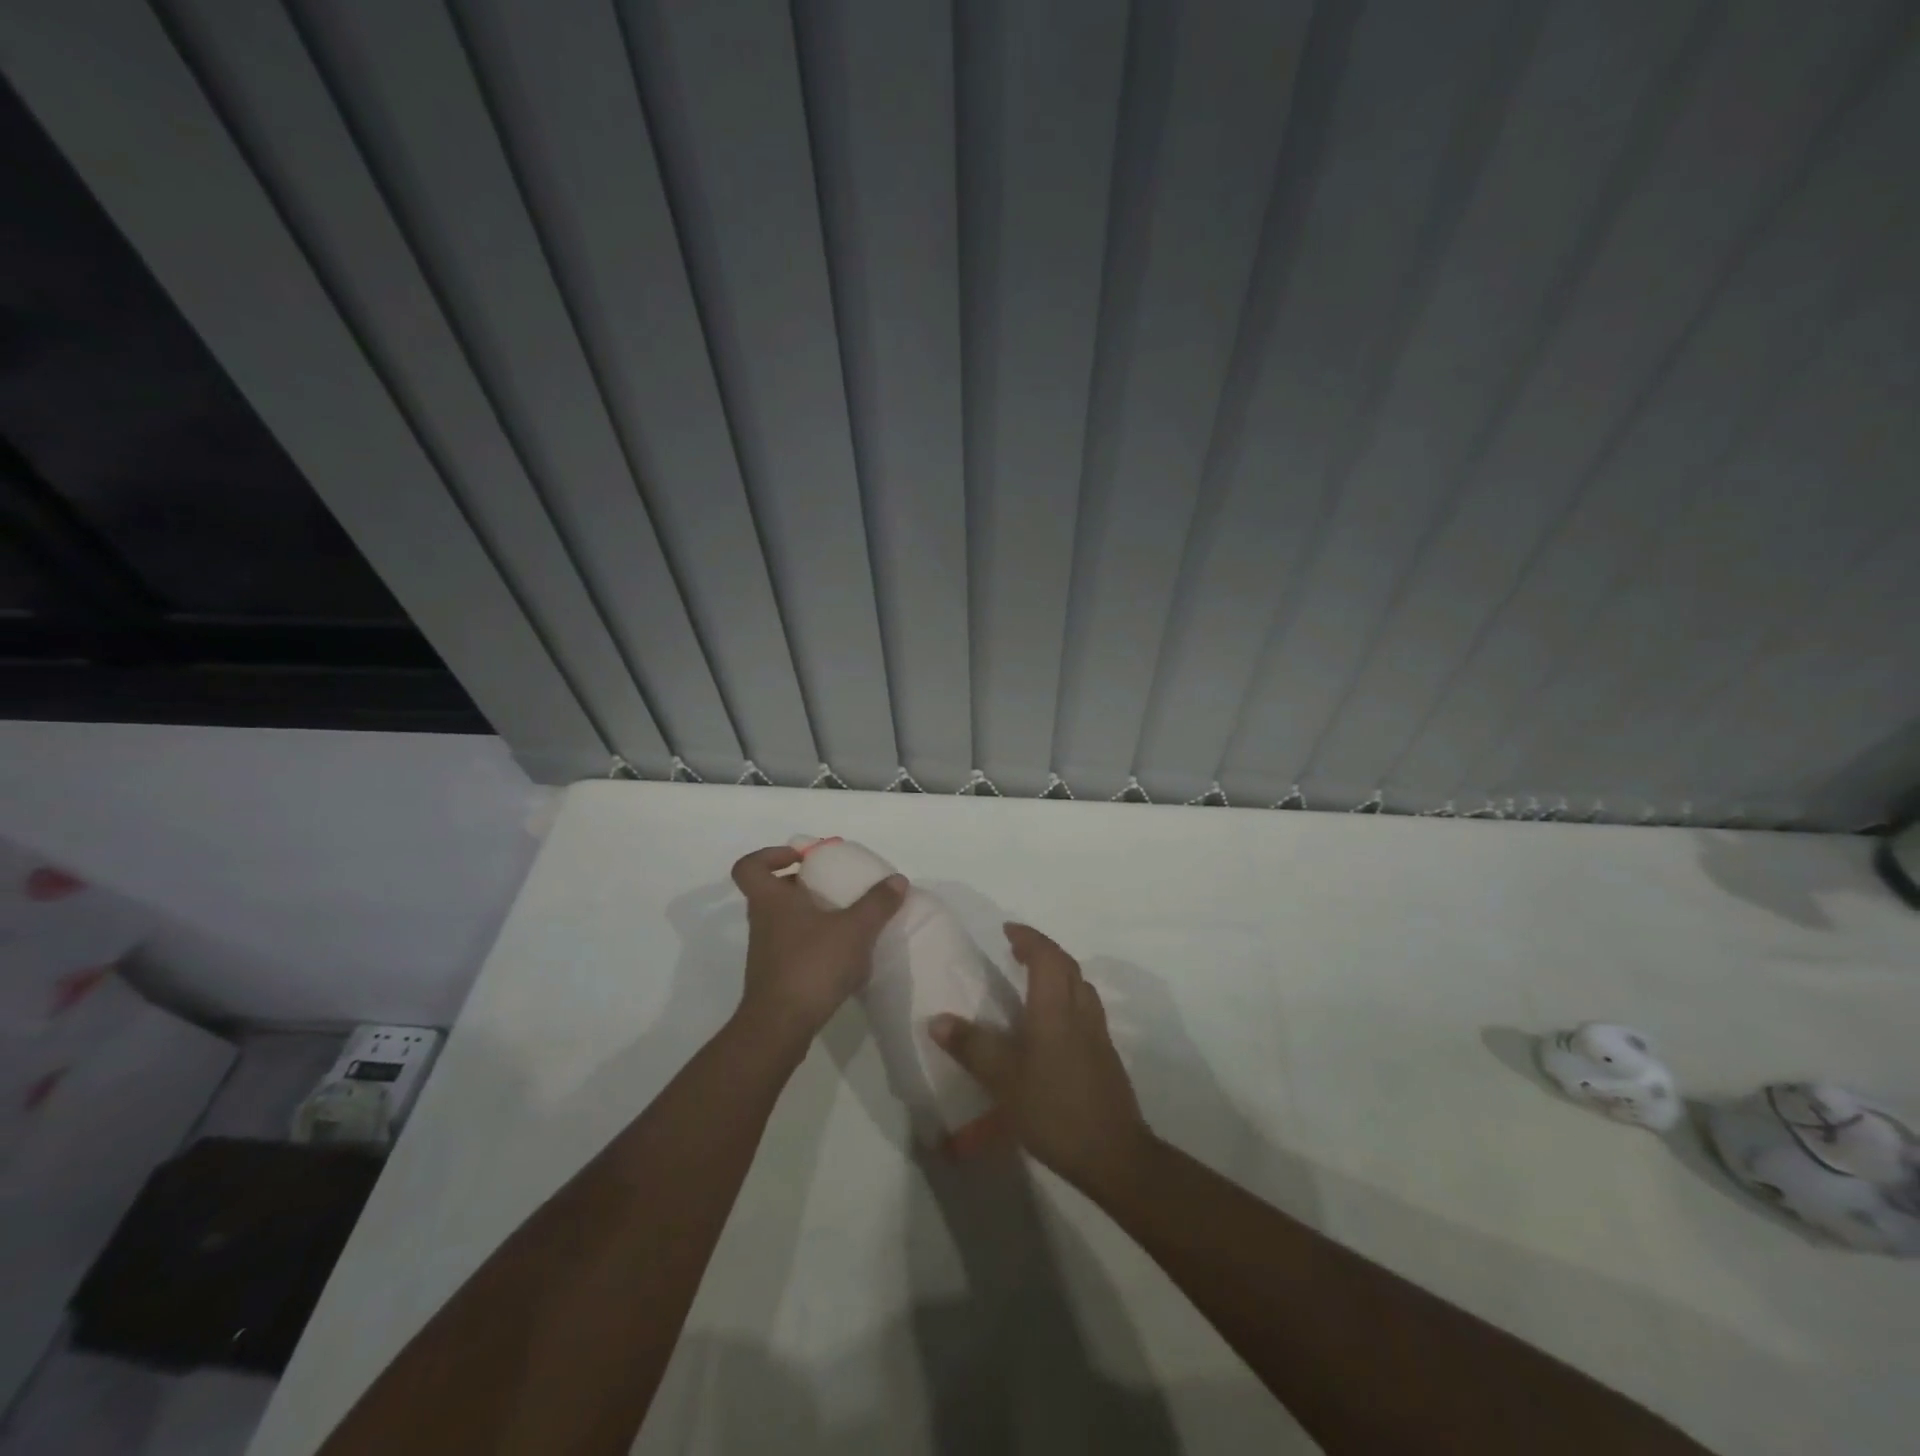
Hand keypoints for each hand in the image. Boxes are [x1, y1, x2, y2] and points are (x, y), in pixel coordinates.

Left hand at [730, 846, 906, 1050]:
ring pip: (784, 920)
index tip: (801, 859)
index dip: (770, 855)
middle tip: (833, 886)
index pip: (750, 866)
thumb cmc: (812, 965)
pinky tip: (842, 953)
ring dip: (810, 914)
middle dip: (802, 885)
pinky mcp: (775, 976)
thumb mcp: (854, 929)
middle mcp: (763, 921)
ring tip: (846, 919)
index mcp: (771, 900)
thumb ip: (877, 903)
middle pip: (772, 891)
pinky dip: (814, 943)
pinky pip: (793, 946)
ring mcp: (766, 951)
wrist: (781, 1026)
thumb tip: (897, 879)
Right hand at [930, 923, 1152, 1200]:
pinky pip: (1086, 1007)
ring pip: (1081, 986)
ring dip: (1059, 972)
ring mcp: (1097, 1033)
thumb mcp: (1004, 1080)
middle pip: (1067, 965)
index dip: (1028, 938)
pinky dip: (1067, 997)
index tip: (1008, 929)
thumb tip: (938, 1020)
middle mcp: (1080, 1011)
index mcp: (1056, 1008)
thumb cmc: (1054, 1109)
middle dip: (1042, 950)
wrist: (1113, 1153)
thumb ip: (972, 1047)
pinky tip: (1052, 1023)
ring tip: (1034, 980)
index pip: (1046, 956)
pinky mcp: (1105, 1055)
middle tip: (1017, 950)